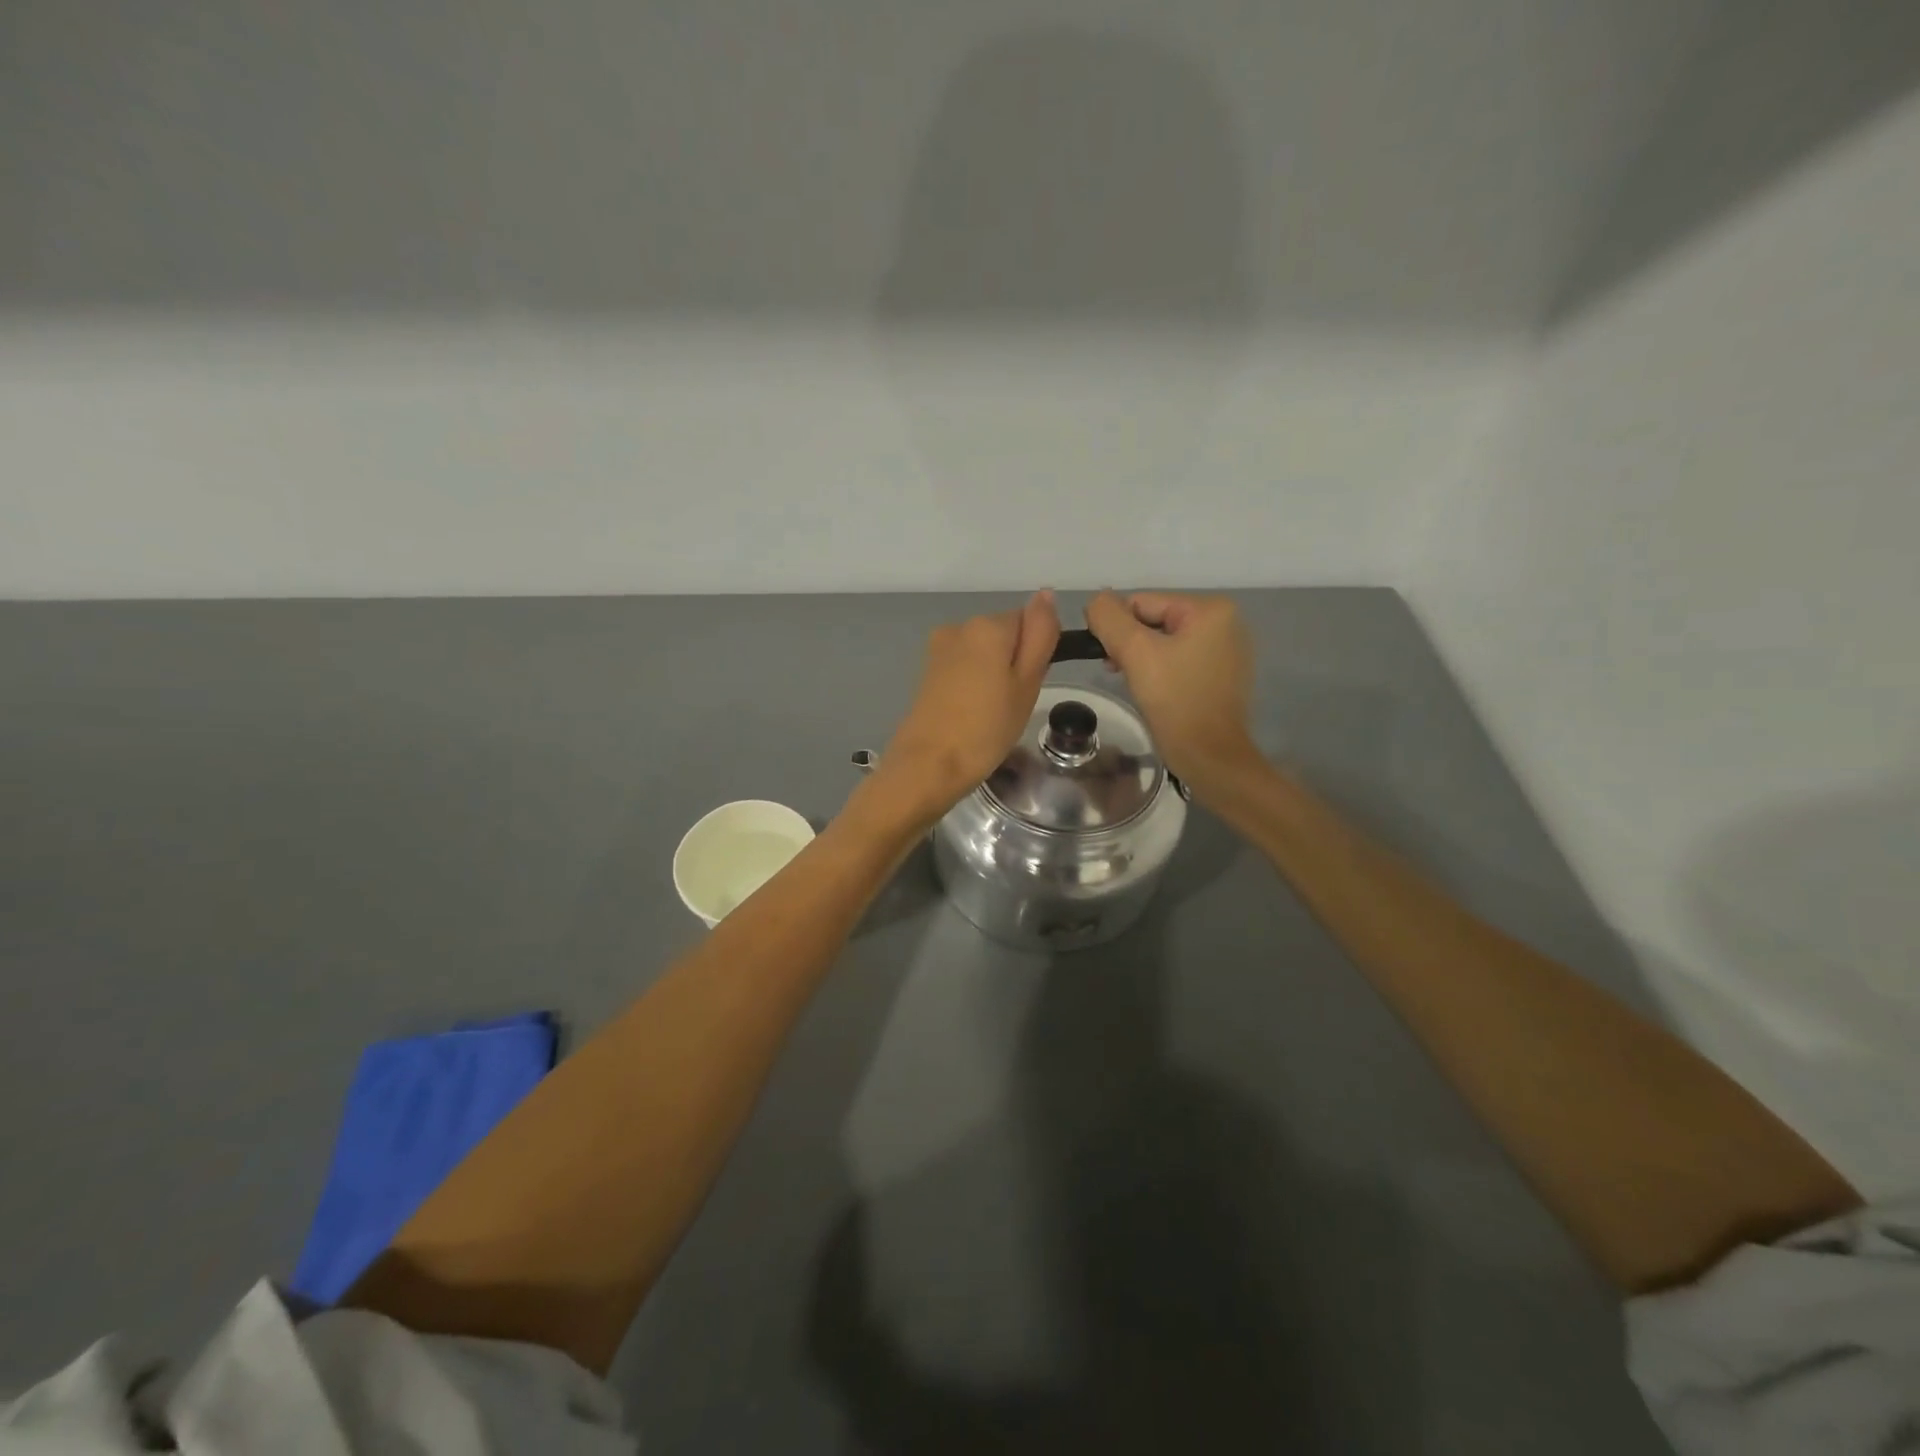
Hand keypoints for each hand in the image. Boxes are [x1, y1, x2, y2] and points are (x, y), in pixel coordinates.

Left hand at [874, 591, 1060, 822]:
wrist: (928, 766)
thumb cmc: (986, 728)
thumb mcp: (1027, 683)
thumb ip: (1040, 635)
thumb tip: (1046, 593)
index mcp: (988, 625)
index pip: (1031, 622)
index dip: (1036, 655)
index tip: (1029, 687)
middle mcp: (960, 626)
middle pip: (1005, 636)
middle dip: (1014, 664)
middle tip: (1013, 706)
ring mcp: (940, 649)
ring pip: (984, 654)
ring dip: (994, 677)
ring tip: (991, 715)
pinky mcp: (928, 671)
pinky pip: (965, 669)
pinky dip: (974, 686)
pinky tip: (971, 714)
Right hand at [1086, 590, 1261, 796]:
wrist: (1209, 757)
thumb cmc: (1175, 701)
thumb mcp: (1135, 653)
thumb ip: (1109, 618)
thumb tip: (1096, 599)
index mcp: (1211, 609)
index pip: (1143, 603)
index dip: (1117, 628)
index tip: (1107, 659)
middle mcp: (1226, 622)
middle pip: (1154, 620)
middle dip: (1130, 644)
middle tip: (1118, 673)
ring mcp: (1227, 650)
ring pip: (1165, 642)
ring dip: (1142, 659)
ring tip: (1134, 683)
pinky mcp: (1222, 675)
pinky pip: (1181, 660)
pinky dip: (1161, 671)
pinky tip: (1154, 692)